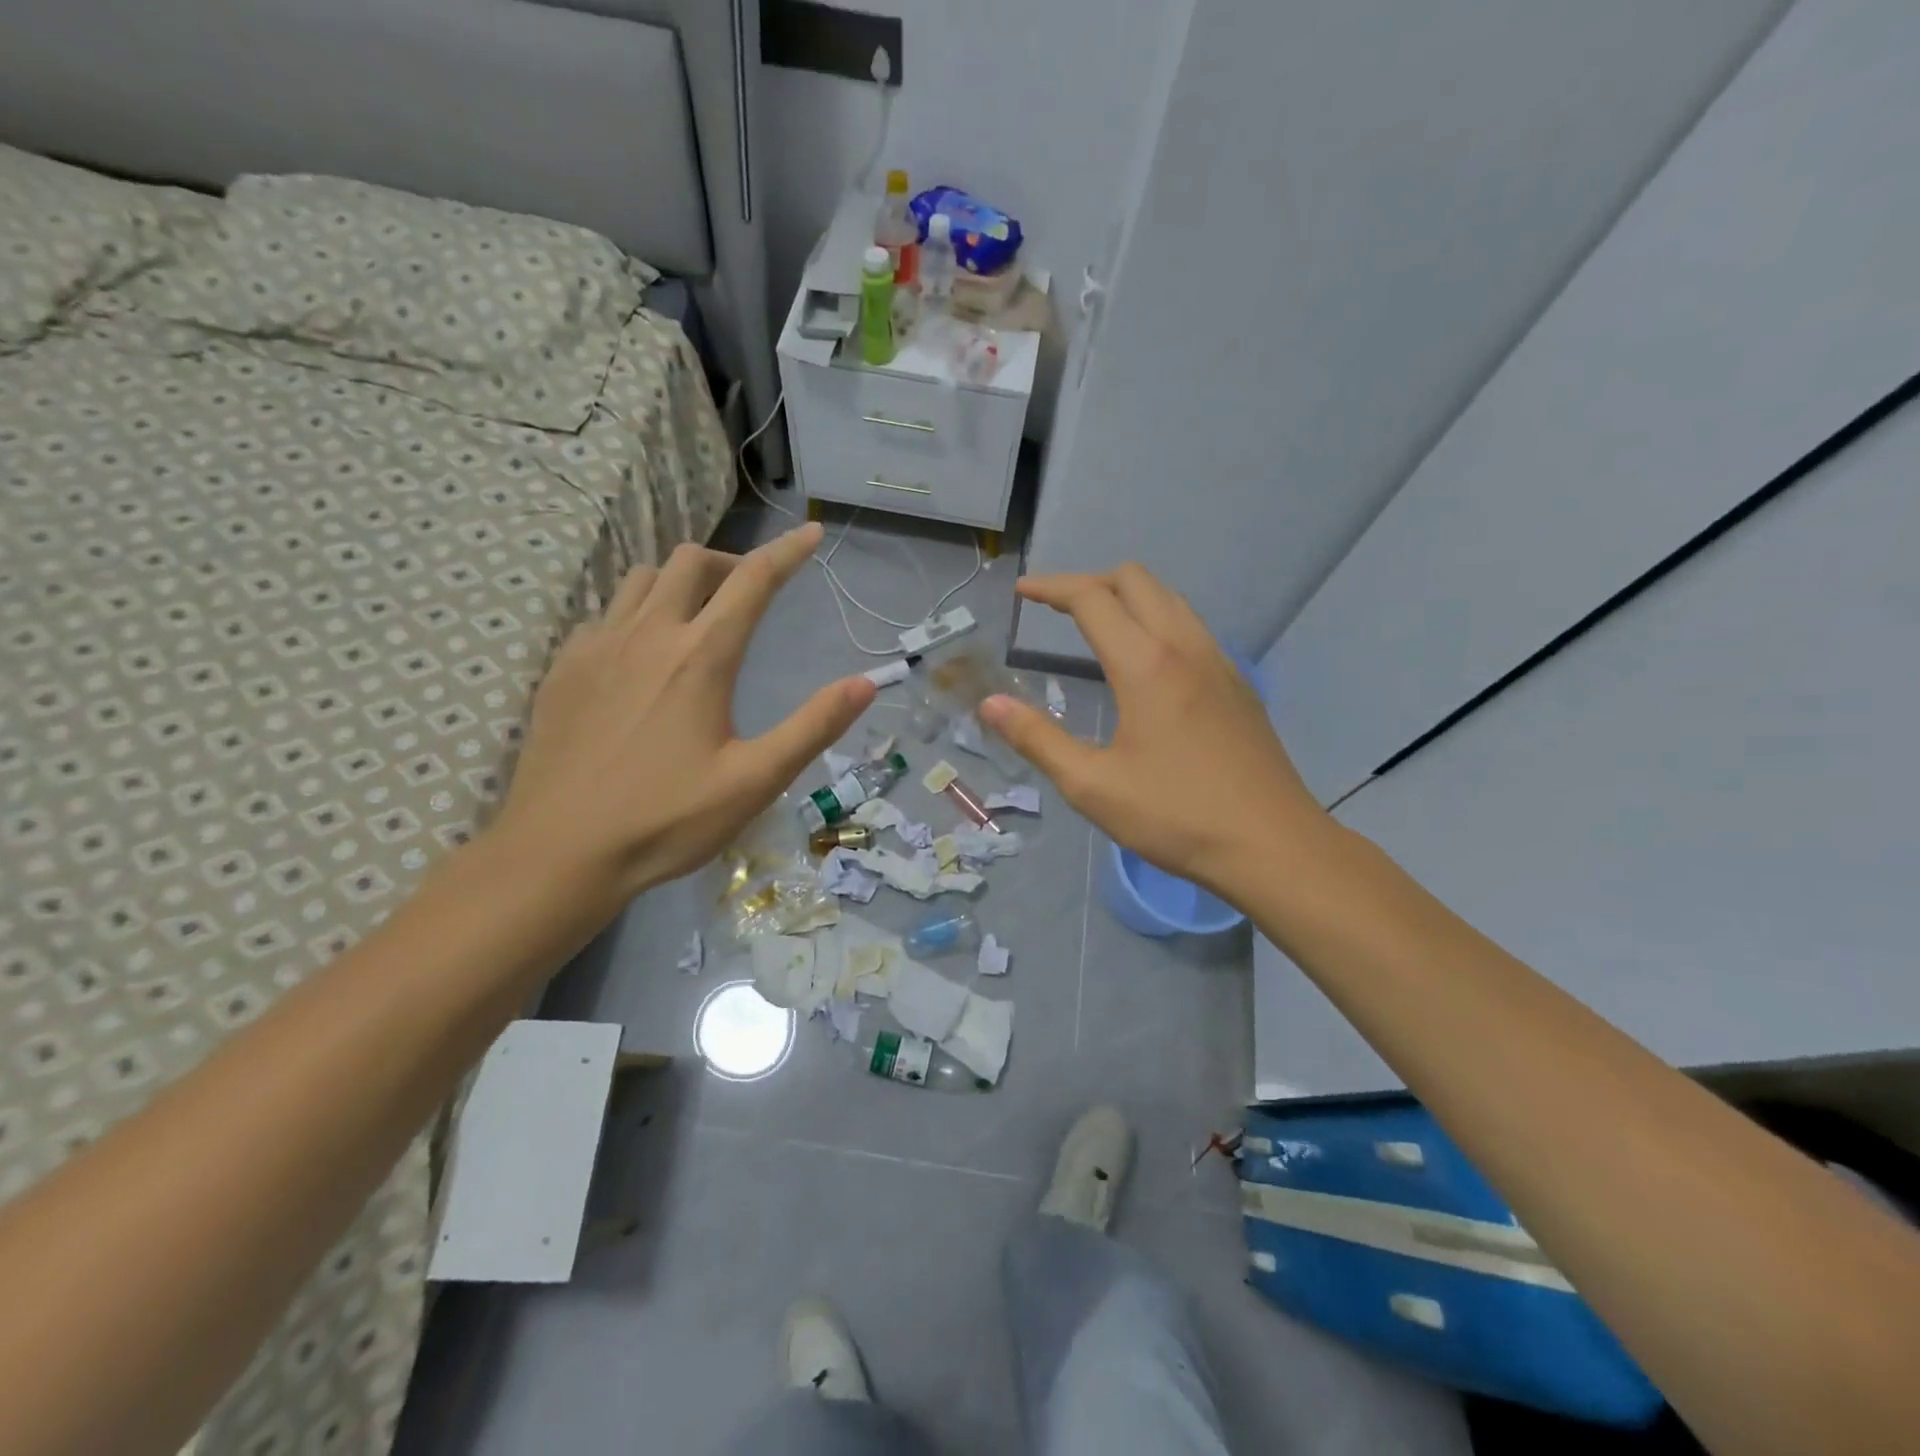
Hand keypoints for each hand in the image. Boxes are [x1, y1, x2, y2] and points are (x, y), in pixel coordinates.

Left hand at [493, 524, 873, 908]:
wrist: (559, 853)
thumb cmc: (667, 820)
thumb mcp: (756, 780)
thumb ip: (813, 726)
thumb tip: (866, 683)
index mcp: (701, 657)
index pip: (753, 580)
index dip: (788, 552)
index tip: (811, 534)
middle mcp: (648, 634)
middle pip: (690, 561)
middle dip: (730, 562)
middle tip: (751, 593)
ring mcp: (597, 647)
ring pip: (641, 579)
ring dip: (678, 582)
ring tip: (697, 617)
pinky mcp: (563, 669)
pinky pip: (604, 614)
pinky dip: (634, 614)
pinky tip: (640, 657)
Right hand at [980, 564, 1325, 895]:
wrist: (1273, 845)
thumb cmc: (1176, 817)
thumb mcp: (1092, 786)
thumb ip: (1037, 739)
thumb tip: (990, 704)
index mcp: (1146, 664)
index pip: (1092, 599)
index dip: (1051, 589)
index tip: (1022, 593)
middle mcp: (1185, 647)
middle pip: (1136, 580)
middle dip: (1090, 582)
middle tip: (1057, 610)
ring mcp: (1219, 662)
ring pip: (1170, 599)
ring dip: (1127, 598)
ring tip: (1096, 628)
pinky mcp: (1238, 684)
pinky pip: (1191, 628)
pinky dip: (1157, 622)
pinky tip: (1146, 665)